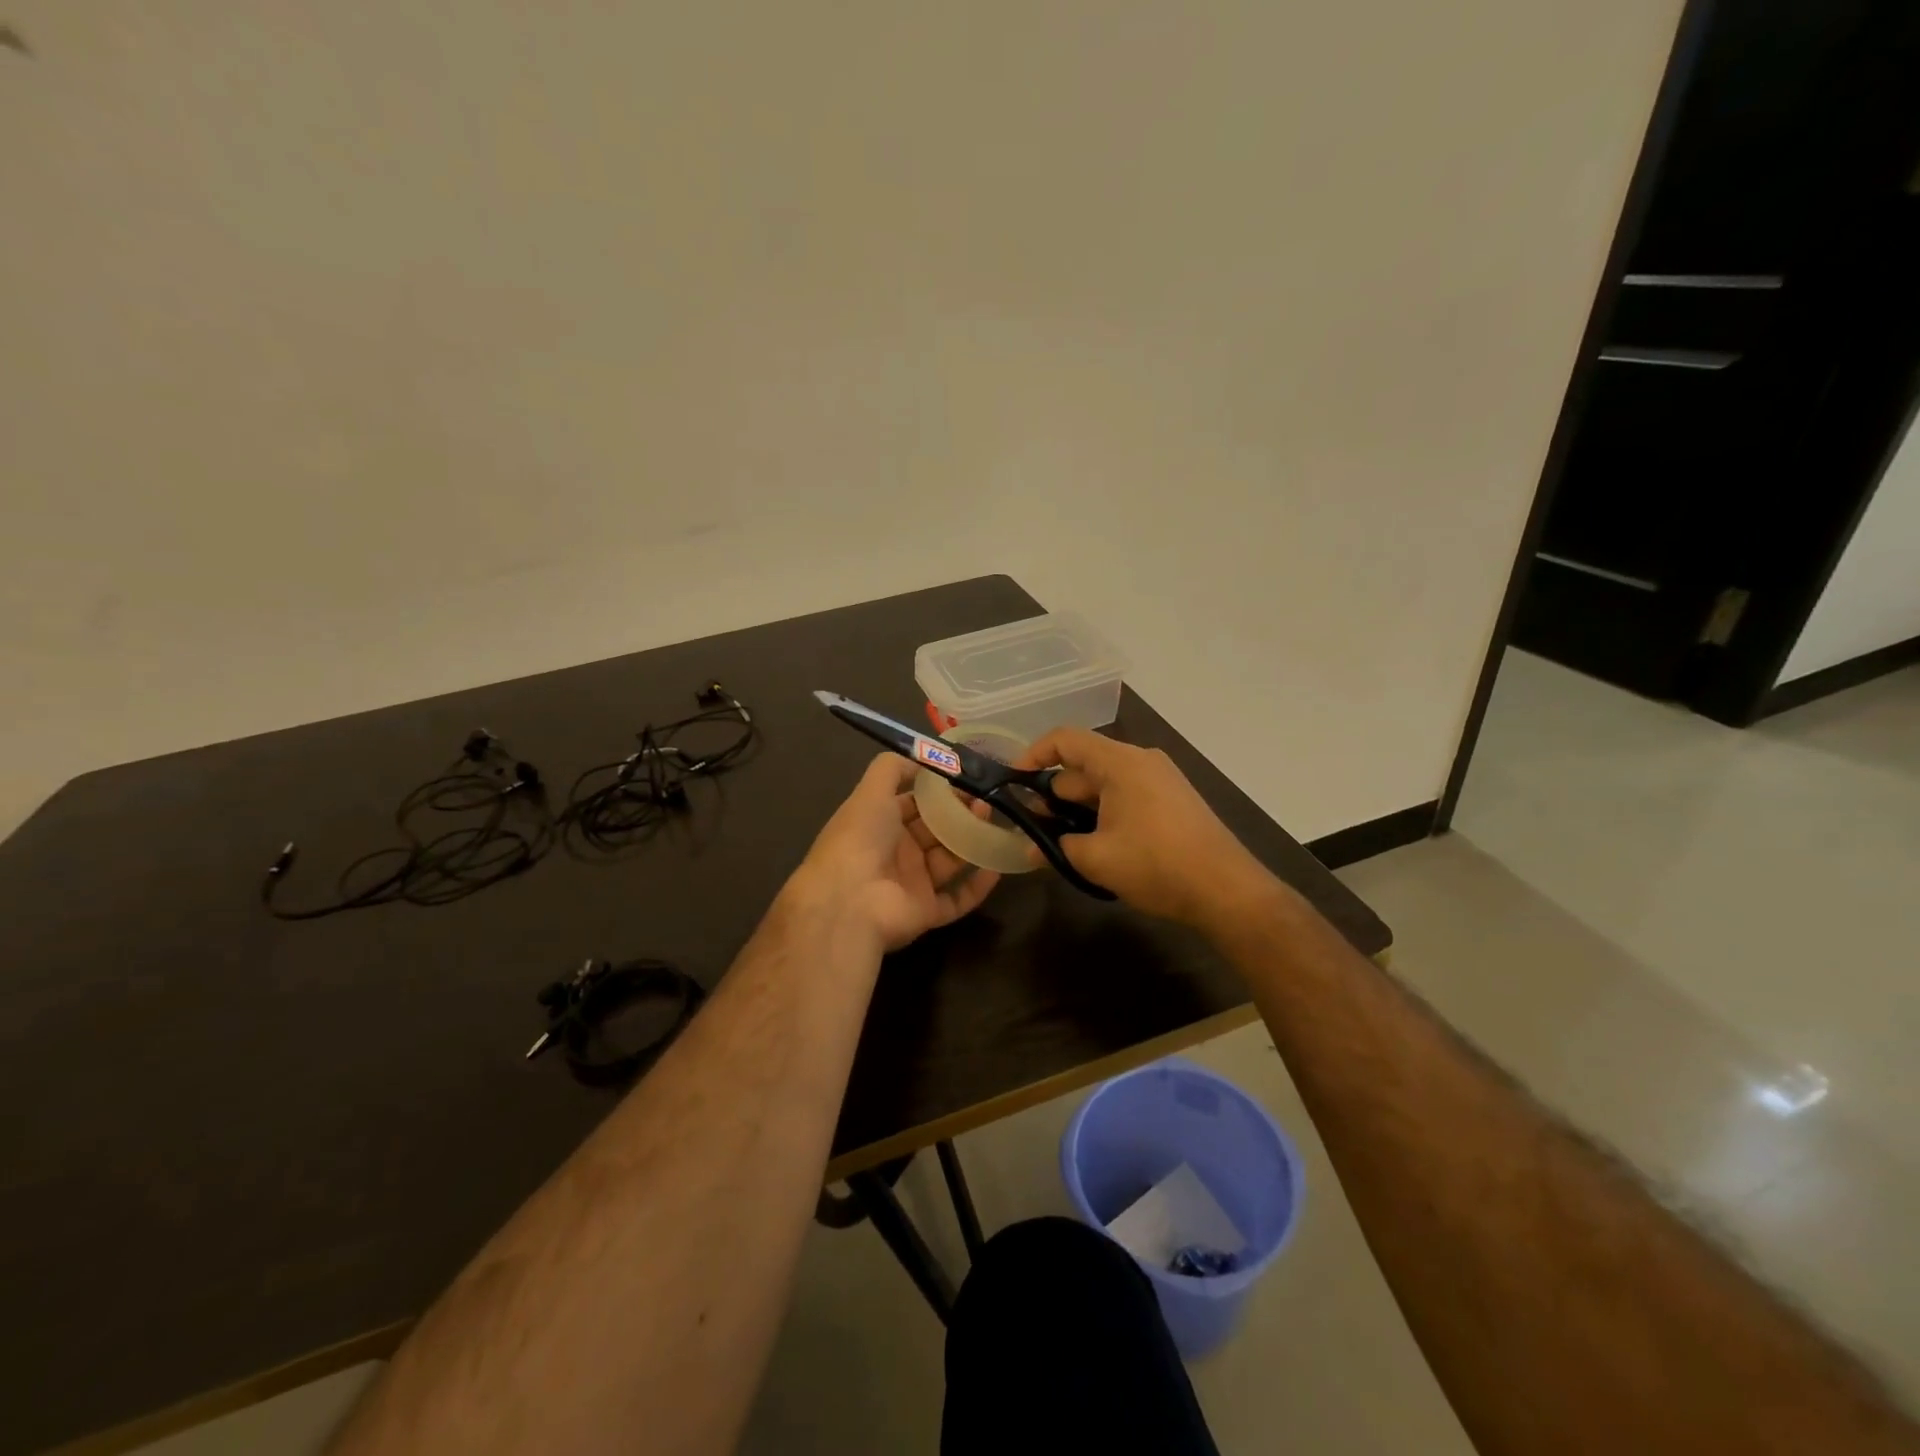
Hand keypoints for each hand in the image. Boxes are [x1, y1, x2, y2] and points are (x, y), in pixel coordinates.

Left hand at [787, 754, 1000, 952]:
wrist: (848, 901)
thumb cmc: (860, 839)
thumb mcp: (871, 792)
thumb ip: (893, 768)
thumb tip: (922, 757)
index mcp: (879, 824)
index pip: (913, 803)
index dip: (938, 791)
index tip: (967, 778)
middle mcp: (895, 853)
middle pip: (935, 831)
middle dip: (960, 814)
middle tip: (987, 799)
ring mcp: (911, 884)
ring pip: (949, 861)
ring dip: (972, 842)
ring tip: (995, 822)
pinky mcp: (926, 912)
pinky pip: (957, 898)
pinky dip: (977, 886)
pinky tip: (997, 867)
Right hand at [1017, 728, 1272, 925]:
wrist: (1227, 891)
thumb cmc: (1157, 865)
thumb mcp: (1096, 859)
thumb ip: (1056, 846)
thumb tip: (1031, 848)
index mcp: (1121, 763)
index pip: (1065, 740)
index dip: (1033, 755)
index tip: (1012, 782)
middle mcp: (1141, 761)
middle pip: (1083, 766)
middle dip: (1053, 795)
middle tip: (1030, 828)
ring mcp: (1160, 780)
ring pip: (1103, 785)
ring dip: (1077, 810)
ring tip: (1057, 843)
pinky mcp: (1171, 801)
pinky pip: (1125, 797)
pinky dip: (1102, 814)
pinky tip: (1093, 846)